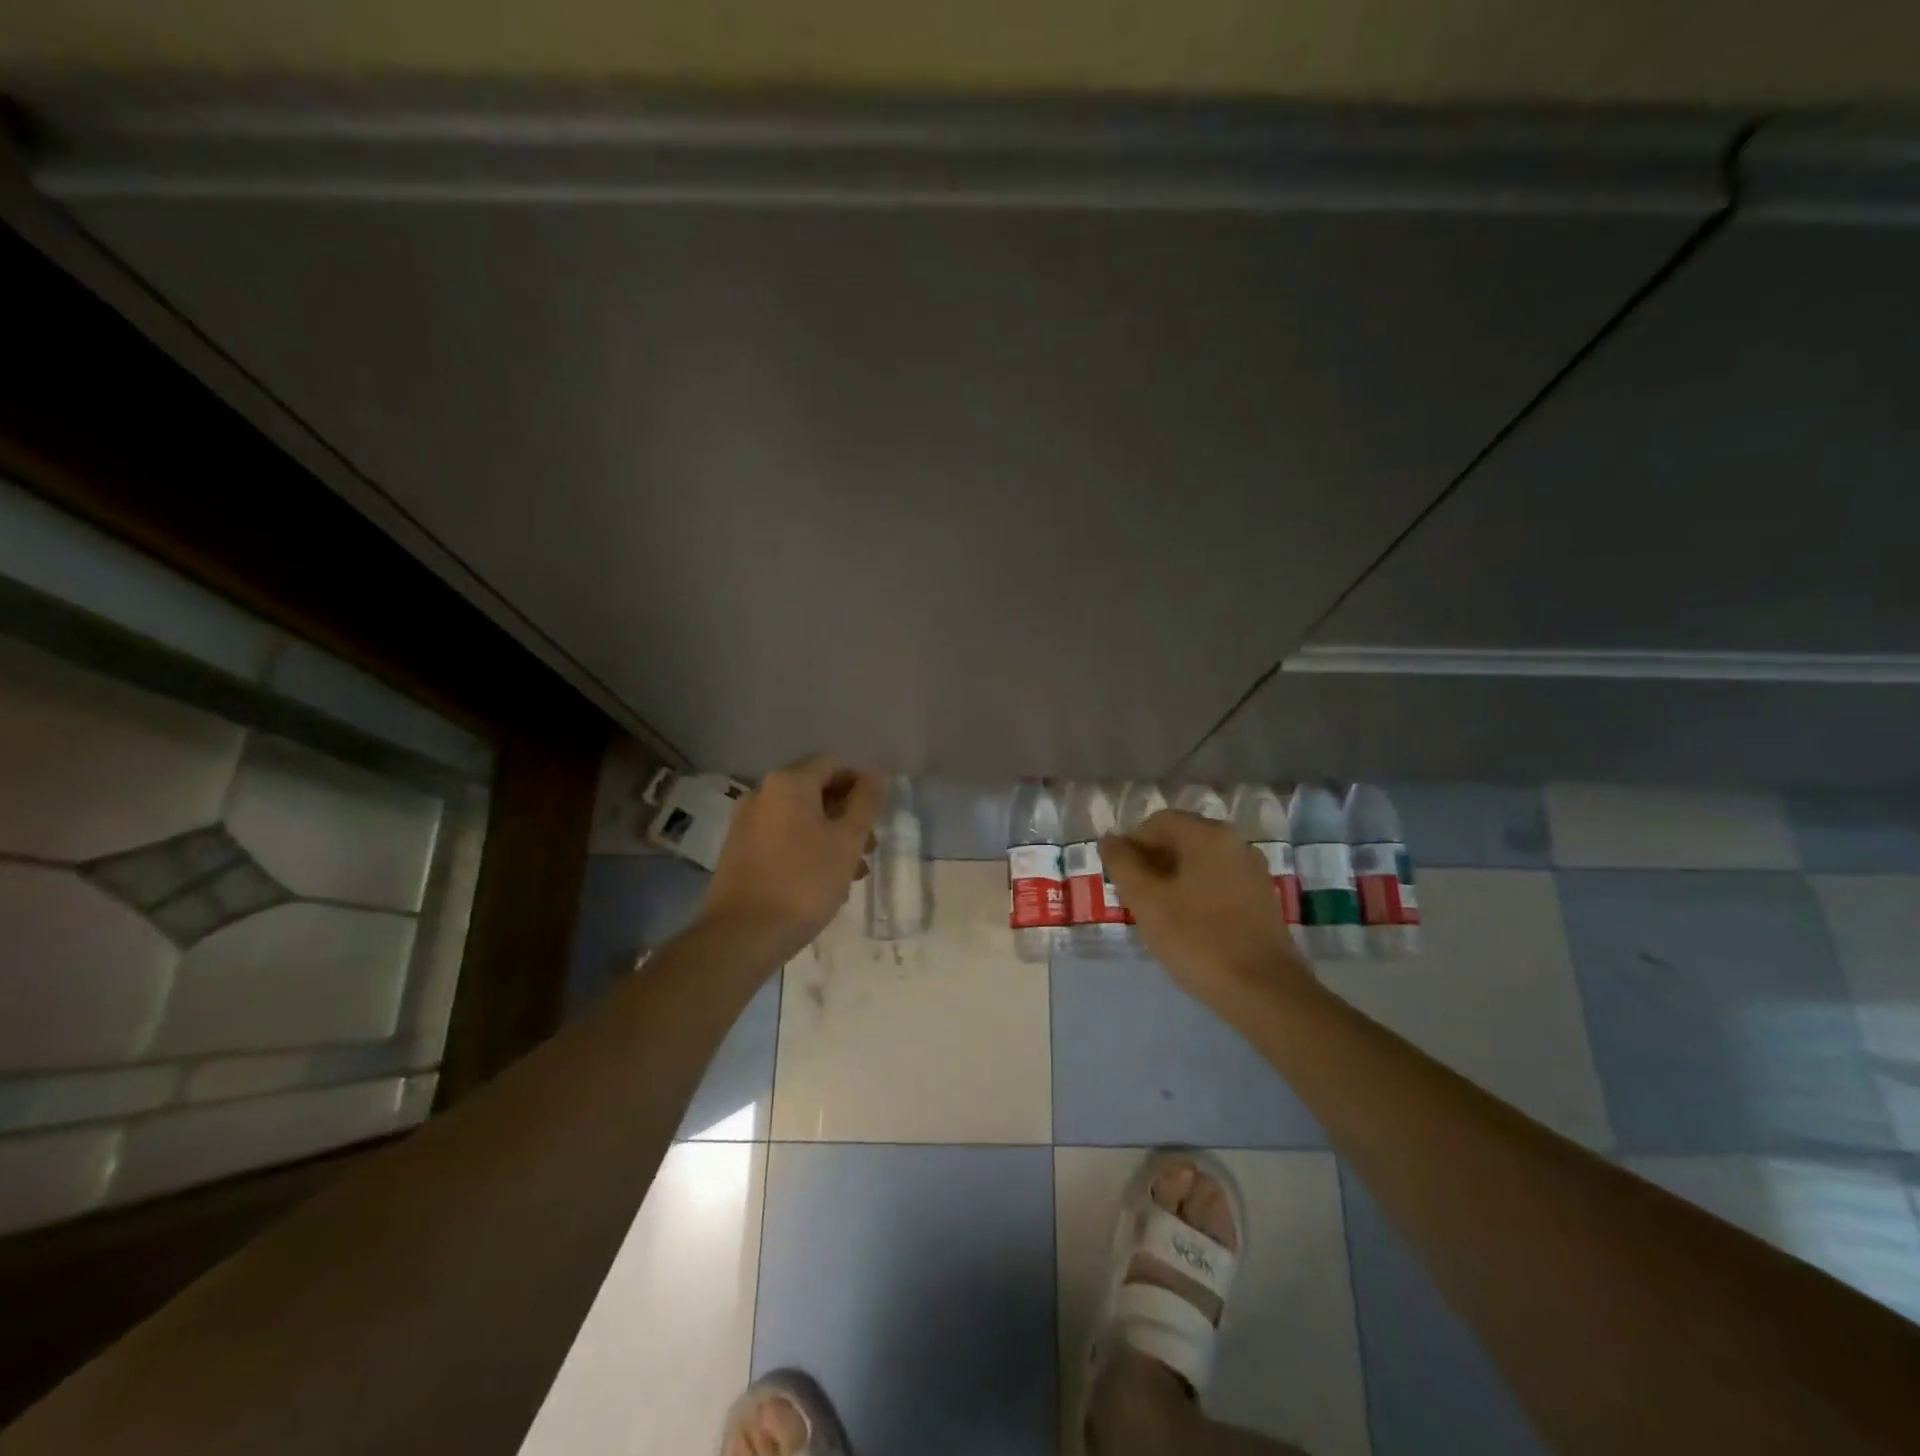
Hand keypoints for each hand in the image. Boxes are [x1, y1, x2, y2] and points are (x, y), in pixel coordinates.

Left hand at [700, 756, 882, 962]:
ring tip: (853, 872)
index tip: (878, 814)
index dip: (860, 784)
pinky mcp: (738, 851)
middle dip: (847, 815)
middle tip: (869, 847)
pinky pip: (781, 838)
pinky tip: (823, 882)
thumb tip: (876, 774)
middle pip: (815, 791)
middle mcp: (762, 793)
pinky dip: (806, 849)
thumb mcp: (847, 840)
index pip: (833, 764)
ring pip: (799, 818)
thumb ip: (866, 802)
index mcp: (789, 782)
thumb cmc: (805, 881)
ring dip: (830, 836)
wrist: (743, 934)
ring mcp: (746, 822)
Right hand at [1101, 809, 1315, 1011]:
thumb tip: (1109, 839)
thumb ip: (1122, 864)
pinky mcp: (1261, 898)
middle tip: (1132, 898)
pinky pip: (1217, 881)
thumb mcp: (1147, 901)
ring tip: (1156, 914)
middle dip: (1150, 863)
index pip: (1157, 823)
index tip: (1117, 879)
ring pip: (1198, 862)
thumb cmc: (1198, 940)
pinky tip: (1186, 924)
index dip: (1130, 846)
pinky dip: (1195, 892)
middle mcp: (1235, 842)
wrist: (1265, 993)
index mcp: (1208, 835)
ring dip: (1171, 879)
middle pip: (1180, 839)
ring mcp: (1252, 870)